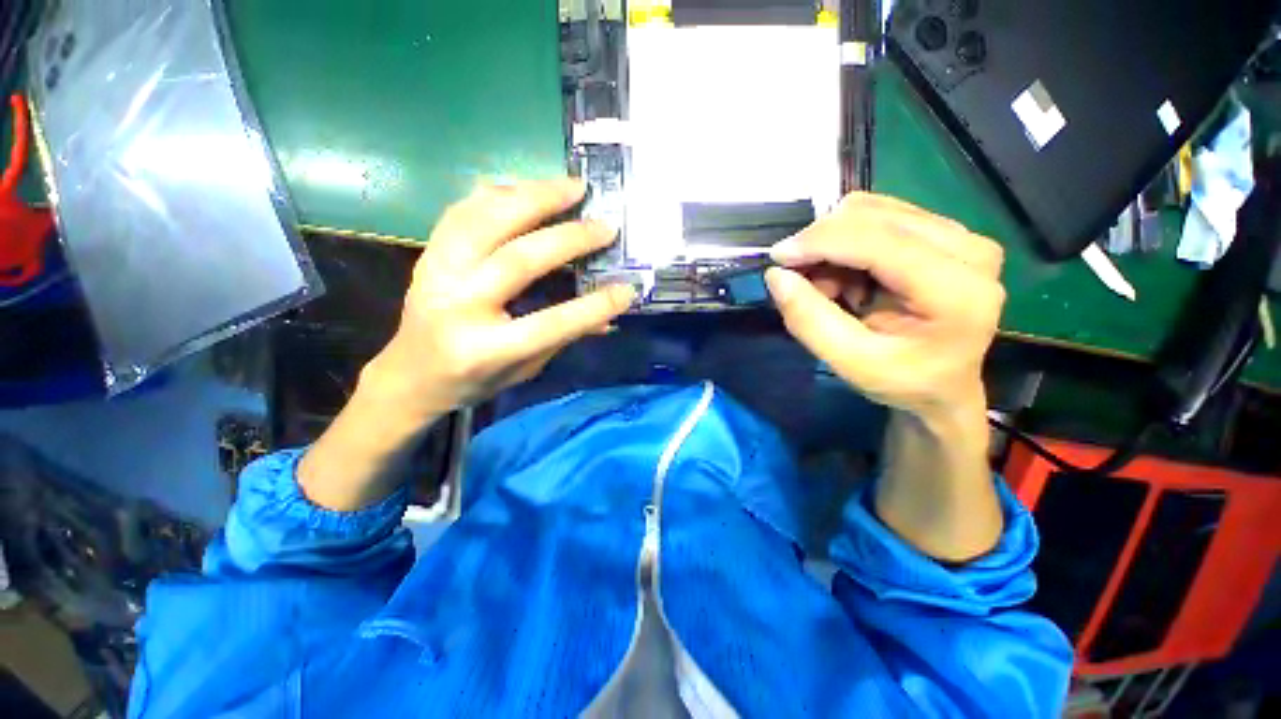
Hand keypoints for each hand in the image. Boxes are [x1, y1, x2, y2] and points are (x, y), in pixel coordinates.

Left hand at [299, 179, 634, 511]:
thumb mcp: (525, 369)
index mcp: (485, 349)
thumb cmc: (473, 381)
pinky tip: (524, 187)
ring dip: (533, 196)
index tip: (627, 289)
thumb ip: (565, 338)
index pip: (551, 323)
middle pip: (518, 259)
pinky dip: (495, 193)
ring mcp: (436, 274)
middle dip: (569, 238)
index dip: (594, 306)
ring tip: (570, 187)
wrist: (408, 376)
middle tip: (603, 222)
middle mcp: (457, 306)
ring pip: (484, 220)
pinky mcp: (428, 255)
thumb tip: (609, 317)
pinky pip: (461, 211)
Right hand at [764, 193, 1003, 423]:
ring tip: (830, 287)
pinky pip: (881, 217)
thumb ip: (810, 320)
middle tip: (802, 282)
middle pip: (874, 216)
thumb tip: (776, 275)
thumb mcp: (849, 362)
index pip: (879, 241)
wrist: (942, 386)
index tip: (777, 256)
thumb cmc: (901, 381)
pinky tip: (848, 276)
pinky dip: (848, 243)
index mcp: (957, 291)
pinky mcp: (949, 232)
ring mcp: (963, 235)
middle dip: (822, 244)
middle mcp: (970, 249)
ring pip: (874, 211)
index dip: (820, 242)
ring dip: (834, 245)